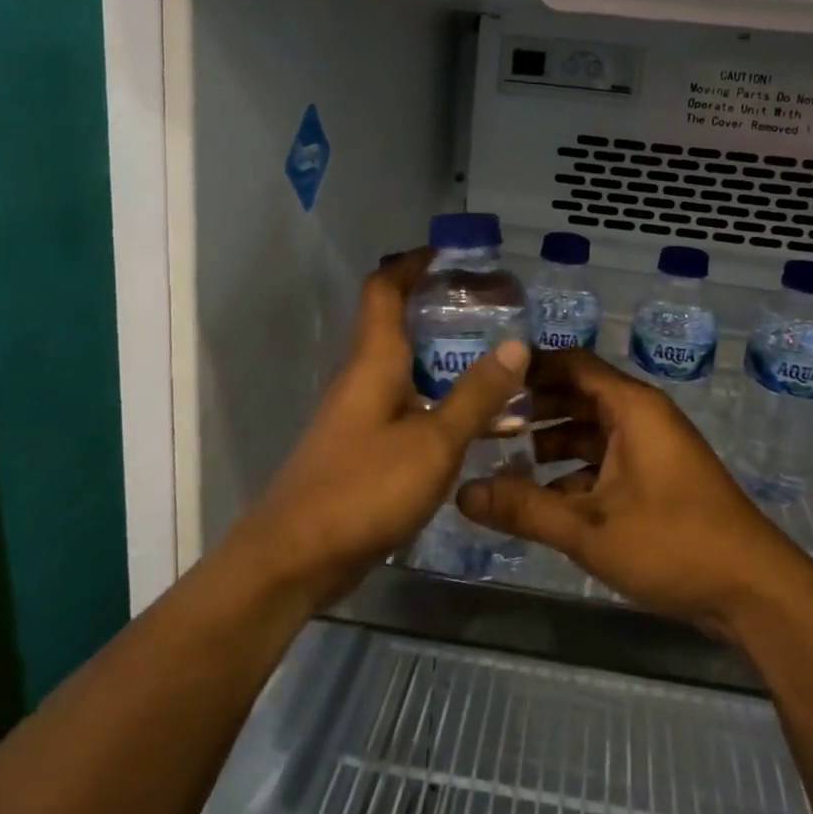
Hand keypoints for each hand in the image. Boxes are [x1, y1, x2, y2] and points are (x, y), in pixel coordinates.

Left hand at [228, 252, 529, 611]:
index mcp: (374, 361)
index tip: (452, 256)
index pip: (384, 289)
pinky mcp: (362, 449)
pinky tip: (475, 425)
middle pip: (398, 326)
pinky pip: (406, 409)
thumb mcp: (433, 442)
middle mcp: (363, 378)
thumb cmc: (364, 488)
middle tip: (494, 312)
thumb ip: (475, 395)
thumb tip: (516, 345)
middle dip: (442, 311)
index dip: (413, 263)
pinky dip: (439, 403)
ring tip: (498, 364)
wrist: (295, 557)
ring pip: (406, 371)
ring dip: (445, 361)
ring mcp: (359, 416)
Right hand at [457, 350, 812, 632]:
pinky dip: (573, 473)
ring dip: (550, 444)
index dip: (529, 367)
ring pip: (589, 432)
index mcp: (631, 407)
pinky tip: (541, 500)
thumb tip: (462, 494)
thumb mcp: (590, 529)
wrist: (754, 591)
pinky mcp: (657, 480)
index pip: (571, 364)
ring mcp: (652, 449)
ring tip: (502, 462)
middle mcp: (641, 417)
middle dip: (532, 409)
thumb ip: (524, 509)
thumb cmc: (673, 544)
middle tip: (483, 425)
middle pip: (577, 396)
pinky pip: (605, 462)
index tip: (485, 380)